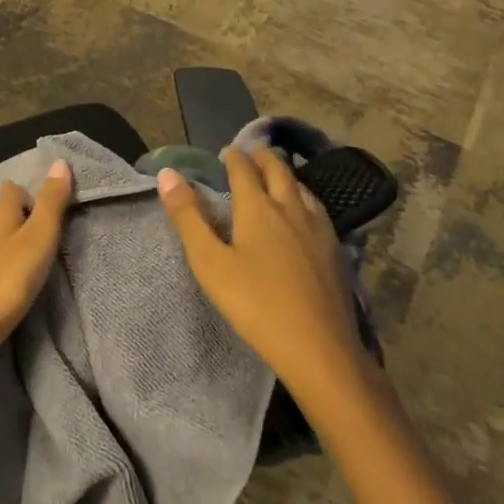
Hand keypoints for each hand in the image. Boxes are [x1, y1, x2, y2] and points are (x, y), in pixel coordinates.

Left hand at [0, 159, 72, 432]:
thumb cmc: (3, 282)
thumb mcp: (37, 239)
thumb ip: (51, 203)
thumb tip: (60, 160)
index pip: (12, 189)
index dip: (31, 190)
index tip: (56, 201)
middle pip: (4, 215)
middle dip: (26, 219)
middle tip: (57, 232)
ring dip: (17, 247)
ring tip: (44, 259)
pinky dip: (7, 271)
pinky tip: (19, 285)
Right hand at [158, 148, 371, 399]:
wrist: (320, 349)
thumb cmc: (256, 305)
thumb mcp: (210, 263)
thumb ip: (188, 217)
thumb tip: (168, 174)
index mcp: (258, 207)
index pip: (244, 169)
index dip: (233, 157)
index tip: (225, 153)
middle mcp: (290, 207)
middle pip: (278, 169)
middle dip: (262, 158)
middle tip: (251, 155)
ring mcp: (318, 228)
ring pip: (302, 187)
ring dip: (286, 175)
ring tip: (277, 177)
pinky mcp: (335, 251)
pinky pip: (317, 209)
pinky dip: (304, 198)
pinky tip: (305, 215)